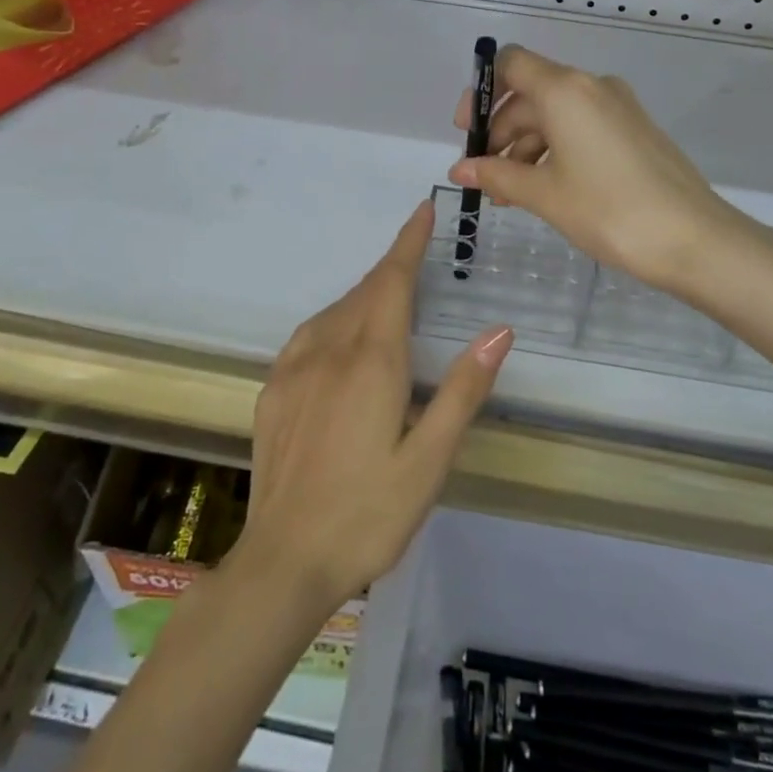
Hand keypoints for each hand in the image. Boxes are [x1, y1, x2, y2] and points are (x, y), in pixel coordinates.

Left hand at [233, 201, 512, 610]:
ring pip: (336, 310)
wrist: (284, 562)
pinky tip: (340, 339)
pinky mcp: (273, 390)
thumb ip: (464, 390)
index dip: (409, 242)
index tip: (422, 210)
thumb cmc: (369, 513)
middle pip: (365, 290)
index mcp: (372, 360)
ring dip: (365, 294)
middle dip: (393, 268)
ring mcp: (294, 368)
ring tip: (388, 299)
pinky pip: (309, 333)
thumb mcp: (430, 460)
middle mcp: (329, 349)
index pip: (393, 280)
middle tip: (418, 260)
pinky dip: (335, 320)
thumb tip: (499, 331)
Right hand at [449, 45, 747, 292]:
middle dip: (501, 133)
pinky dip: (555, 151)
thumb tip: (459, 170)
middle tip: (485, 178)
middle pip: (530, 94)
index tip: (468, 133)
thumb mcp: (544, 194)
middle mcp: (592, 87)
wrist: (694, 238)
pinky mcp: (634, 130)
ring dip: (526, 148)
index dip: (482, 92)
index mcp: (565, 89)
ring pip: (555, 115)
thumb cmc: (609, 210)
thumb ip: (497, 176)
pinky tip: (545, 190)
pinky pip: (581, 128)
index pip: (511, 63)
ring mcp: (618, 107)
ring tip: (511, 195)